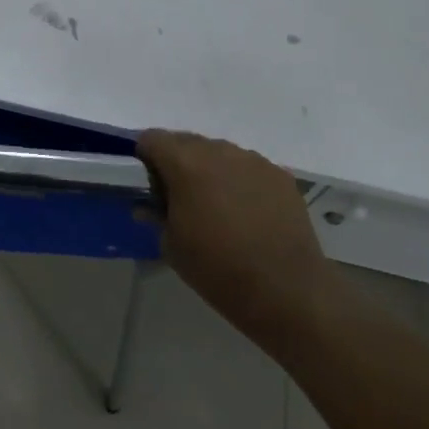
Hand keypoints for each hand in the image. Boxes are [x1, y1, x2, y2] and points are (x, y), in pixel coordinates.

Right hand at [137, 130, 331, 325]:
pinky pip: (248, 167)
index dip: (144, 156)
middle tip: (177, 195)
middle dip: (176, 161)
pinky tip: (244, 211)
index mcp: (185, 164)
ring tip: (214, 203)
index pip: (152, 139)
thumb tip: (148, 205)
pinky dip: (238, 180)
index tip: (147, 182)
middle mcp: (219, 151)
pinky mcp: (280, 175)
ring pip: (219, 152)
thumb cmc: (216, 268)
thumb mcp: (171, 245)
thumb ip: (156, 215)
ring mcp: (253, 161)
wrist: (284, 289)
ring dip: (209, 169)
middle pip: (186, 141)